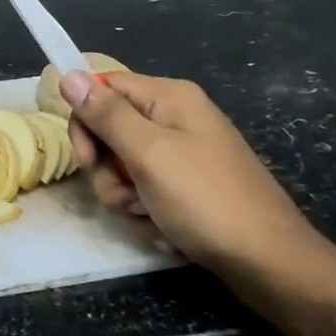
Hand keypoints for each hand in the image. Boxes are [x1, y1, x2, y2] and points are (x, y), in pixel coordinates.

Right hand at [60, 68, 335, 293]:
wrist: (266, 260)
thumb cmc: (206, 200)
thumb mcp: (149, 154)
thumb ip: (107, 115)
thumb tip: (69, 74)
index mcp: (169, 98)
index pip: (104, 88)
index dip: (86, 121)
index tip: (89, 159)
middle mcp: (175, 119)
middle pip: (111, 132)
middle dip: (109, 171)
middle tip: (128, 194)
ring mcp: (183, 155)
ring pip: (124, 169)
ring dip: (128, 199)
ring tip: (153, 218)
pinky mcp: (187, 187)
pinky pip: (146, 192)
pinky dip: (148, 214)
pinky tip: (167, 232)